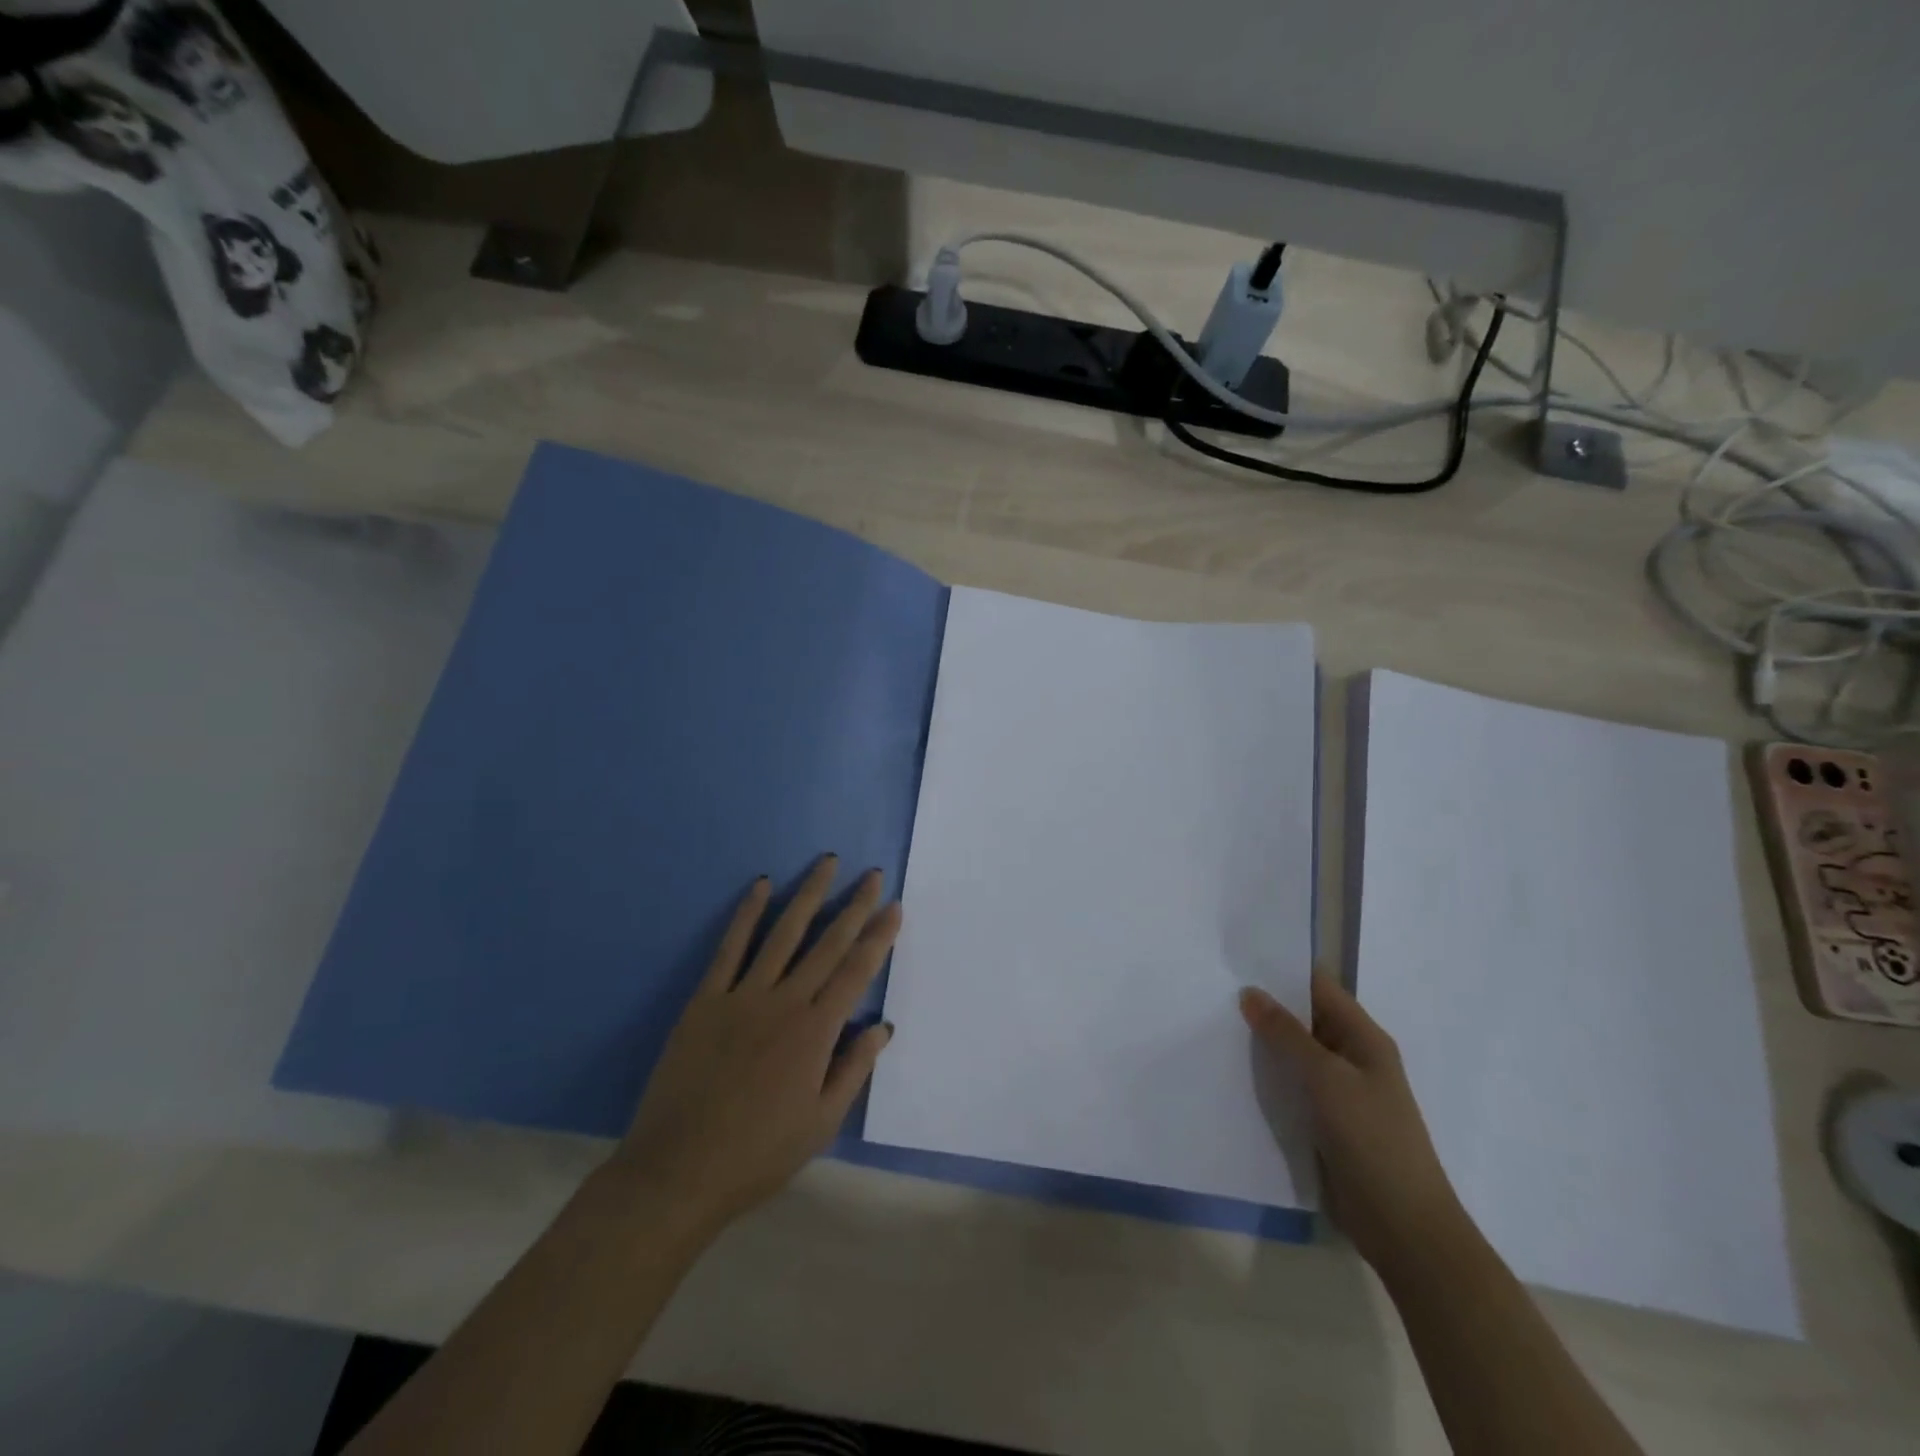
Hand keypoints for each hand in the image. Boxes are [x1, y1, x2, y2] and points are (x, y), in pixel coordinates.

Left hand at [607, 856, 900, 1241]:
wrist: (678, 1171)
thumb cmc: (758, 1154)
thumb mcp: (821, 1123)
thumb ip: (853, 1069)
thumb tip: (882, 1026)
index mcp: (817, 1033)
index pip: (857, 972)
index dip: (878, 937)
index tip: (893, 907)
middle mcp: (785, 1002)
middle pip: (827, 943)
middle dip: (854, 906)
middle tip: (872, 874)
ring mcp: (743, 996)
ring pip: (784, 934)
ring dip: (808, 895)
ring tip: (826, 863)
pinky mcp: (706, 999)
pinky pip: (730, 947)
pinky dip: (747, 914)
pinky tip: (761, 886)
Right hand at [1240, 974, 1466, 1277]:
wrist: (1404, 1228)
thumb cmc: (1373, 1141)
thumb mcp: (1327, 1079)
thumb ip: (1288, 1034)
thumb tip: (1251, 992)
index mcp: (1364, 1039)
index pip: (1319, 988)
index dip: (1282, 971)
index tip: (1236, 961)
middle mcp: (1352, 1058)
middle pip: (1304, 1019)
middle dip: (1265, 1007)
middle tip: (1213, 992)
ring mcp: (1339, 1092)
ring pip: (1294, 1054)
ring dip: (1262, 1044)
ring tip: (1212, 1026)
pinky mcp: (1325, 1122)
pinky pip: (1291, 1087)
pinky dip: (1266, 1077)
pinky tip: (1232, 1073)